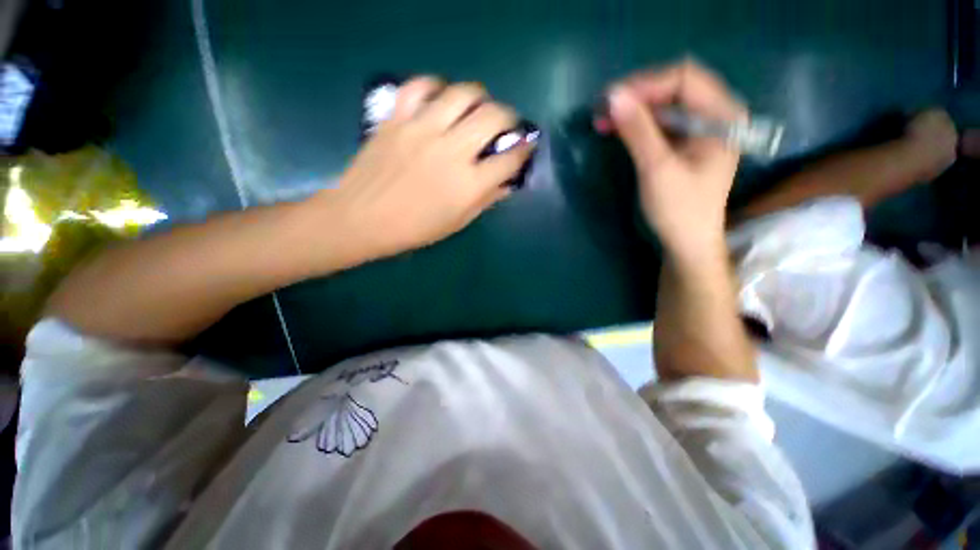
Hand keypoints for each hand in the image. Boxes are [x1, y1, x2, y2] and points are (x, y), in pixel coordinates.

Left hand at [316, 77, 533, 259]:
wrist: (362, 218)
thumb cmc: (414, 228)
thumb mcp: (457, 222)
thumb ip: (485, 200)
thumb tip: (506, 184)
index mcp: (468, 185)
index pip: (510, 159)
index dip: (523, 150)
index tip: (525, 147)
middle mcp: (451, 151)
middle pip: (493, 116)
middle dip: (508, 117)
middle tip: (505, 124)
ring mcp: (422, 130)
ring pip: (462, 93)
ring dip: (479, 97)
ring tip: (476, 107)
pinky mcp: (397, 118)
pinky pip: (420, 86)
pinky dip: (435, 87)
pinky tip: (440, 99)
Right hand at [600, 61, 745, 257]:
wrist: (687, 242)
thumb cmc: (678, 209)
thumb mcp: (657, 168)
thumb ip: (638, 130)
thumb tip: (613, 96)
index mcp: (722, 115)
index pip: (684, 78)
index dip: (646, 84)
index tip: (612, 101)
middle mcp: (716, 113)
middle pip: (675, 86)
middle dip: (637, 95)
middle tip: (604, 110)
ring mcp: (701, 128)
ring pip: (665, 103)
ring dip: (634, 109)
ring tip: (604, 120)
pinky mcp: (686, 142)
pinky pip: (662, 121)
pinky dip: (639, 123)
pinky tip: (619, 129)